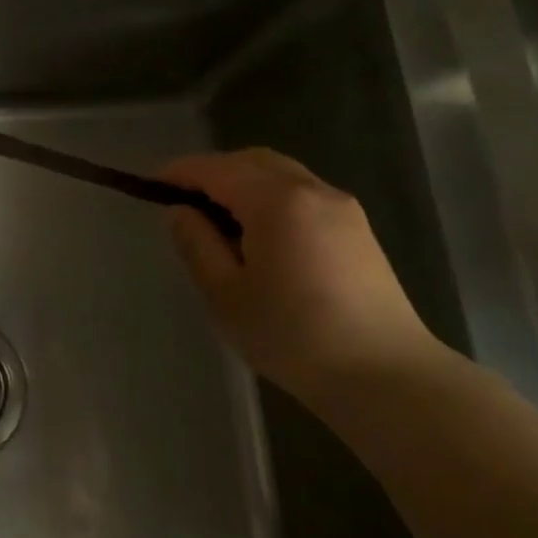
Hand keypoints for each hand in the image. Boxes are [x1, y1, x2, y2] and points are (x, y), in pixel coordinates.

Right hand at [161, 150, 441, 400]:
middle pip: (253, 161)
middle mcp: (313, 191)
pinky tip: (259, 234)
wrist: (385, 376)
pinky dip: (270, 197)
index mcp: (277, 201)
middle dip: (213, 171)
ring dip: (244, 182)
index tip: (152, 184)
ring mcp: (342, 208)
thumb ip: (197, 244)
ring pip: (281, 174)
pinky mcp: (358, 230)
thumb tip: (180, 211)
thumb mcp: (225, 294)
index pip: (217, 169)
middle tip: (183, 199)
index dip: (181, 172)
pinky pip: (302, 194)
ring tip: (218, 218)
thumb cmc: (293, 336)